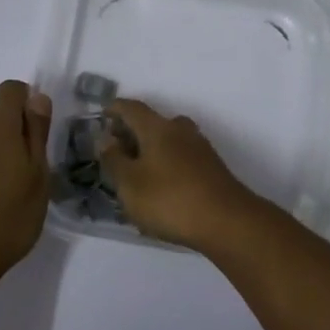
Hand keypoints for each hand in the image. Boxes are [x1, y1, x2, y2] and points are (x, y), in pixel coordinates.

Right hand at [99, 98, 263, 248]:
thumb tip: (107, 140)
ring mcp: (199, 148)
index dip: (115, 108)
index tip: (102, 114)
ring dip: (149, 149)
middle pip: (152, 122)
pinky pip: (180, 156)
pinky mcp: (210, 167)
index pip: (132, 108)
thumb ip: (114, 160)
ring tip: (135, 170)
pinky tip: (159, 185)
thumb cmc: (170, 199)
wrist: (226, 221)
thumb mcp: (130, 184)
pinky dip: (165, 162)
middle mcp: (180, 130)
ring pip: (168, 139)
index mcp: (158, 127)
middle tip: (115, 149)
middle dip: (132, 131)